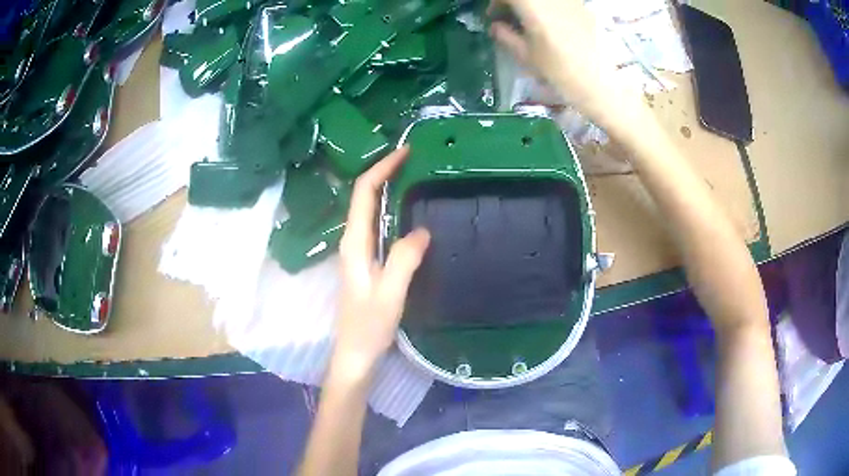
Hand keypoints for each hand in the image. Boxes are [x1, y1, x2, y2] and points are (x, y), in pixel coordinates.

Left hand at [333, 146, 429, 379]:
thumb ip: (404, 261)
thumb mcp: (390, 295)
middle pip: (364, 195)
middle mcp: (352, 241)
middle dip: (385, 172)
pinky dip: (391, 209)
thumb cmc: (369, 327)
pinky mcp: (366, 261)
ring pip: (370, 209)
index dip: (382, 168)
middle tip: (415, 159)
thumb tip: (422, 230)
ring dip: (387, 188)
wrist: (355, 353)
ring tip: (415, 177)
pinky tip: (409, 212)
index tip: (405, 153)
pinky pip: (378, 225)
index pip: (363, 193)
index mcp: (354, 243)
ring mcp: (358, 251)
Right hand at [489, 0, 648, 133]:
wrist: (606, 85)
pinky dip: (548, 9)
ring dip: (531, 6)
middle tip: (509, 18)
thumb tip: (496, 26)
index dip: (495, 3)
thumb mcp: (528, 57)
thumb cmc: (562, 73)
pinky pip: (559, 3)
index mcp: (533, 5)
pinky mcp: (584, 9)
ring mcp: (570, 1)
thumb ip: (506, 36)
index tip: (492, 16)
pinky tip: (550, 26)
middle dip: (513, 4)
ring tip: (529, 23)